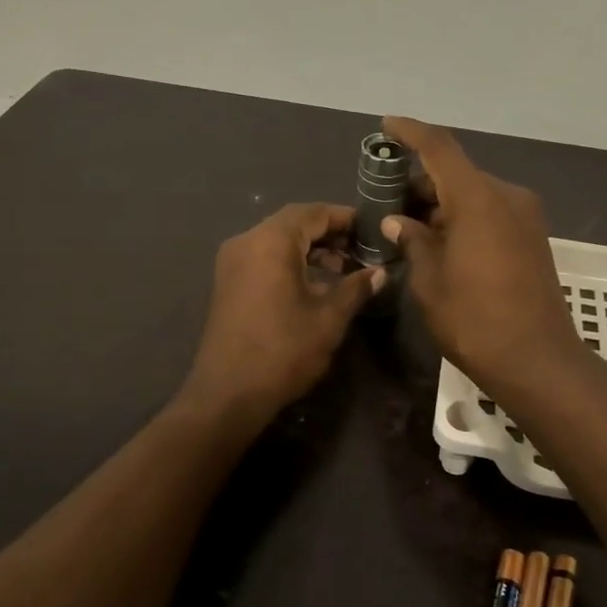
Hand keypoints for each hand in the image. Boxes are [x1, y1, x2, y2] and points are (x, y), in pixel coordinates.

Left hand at [179, 203, 383, 422]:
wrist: (228, 394)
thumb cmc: (283, 351)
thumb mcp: (329, 319)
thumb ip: (355, 288)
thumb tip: (379, 272)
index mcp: (271, 241)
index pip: (314, 212)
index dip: (345, 218)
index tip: (372, 229)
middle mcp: (247, 241)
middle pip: (293, 222)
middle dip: (329, 232)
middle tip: (361, 248)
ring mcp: (232, 262)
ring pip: (277, 240)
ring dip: (310, 248)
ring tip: (343, 267)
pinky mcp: (228, 283)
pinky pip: (263, 257)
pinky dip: (290, 261)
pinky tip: (314, 283)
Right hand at [379, 117, 584, 391]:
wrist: (538, 361)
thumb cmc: (474, 320)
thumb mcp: (429, 281)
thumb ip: (412, 240)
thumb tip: (398, 221)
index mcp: (478, 198)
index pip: (439, 148)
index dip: (410, 133)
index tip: (386, 126)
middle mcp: (506, 196)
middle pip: (456, 172)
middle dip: (420, 182)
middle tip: (386, 202)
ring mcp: (525, 216)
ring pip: (473, 193)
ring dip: (441, 202)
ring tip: (408, 226)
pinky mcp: (532, 237)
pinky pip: (490, 211)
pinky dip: (463, 216)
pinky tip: (439, 240)